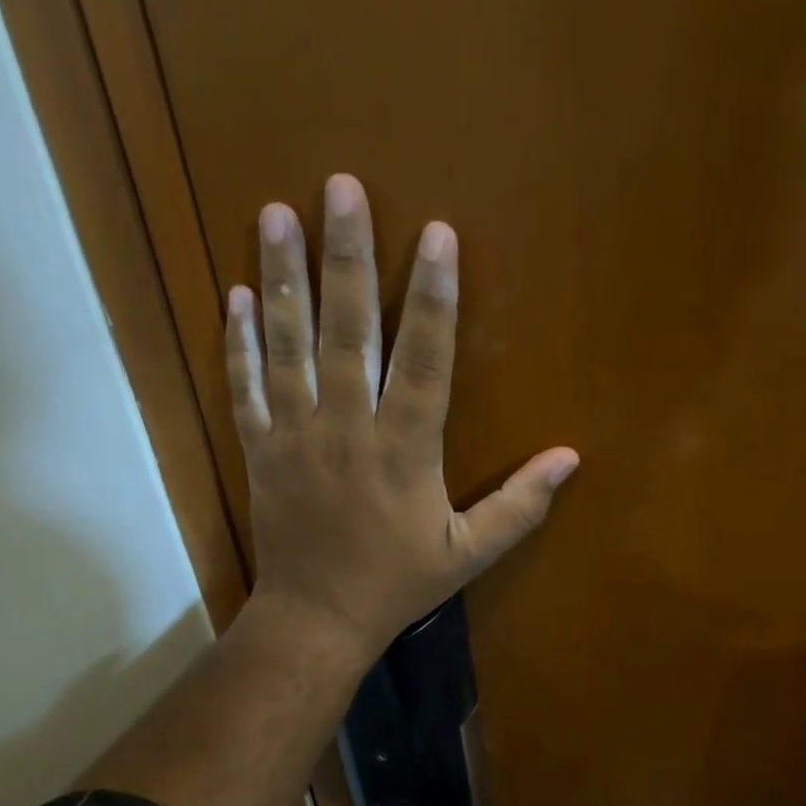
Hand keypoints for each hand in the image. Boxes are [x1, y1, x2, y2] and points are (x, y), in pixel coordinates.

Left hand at [226, 174, 578, 661]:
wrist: (316, 619)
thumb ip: (518, 506)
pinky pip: (246, 388)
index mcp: (404, 451)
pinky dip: (239, 342)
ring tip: (275, 213)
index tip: (436, 234)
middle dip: (347, 256)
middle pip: (347, 332)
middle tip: (340, 186)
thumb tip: (570, 458)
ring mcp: (295, 436)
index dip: (432, 296)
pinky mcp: (260, 450)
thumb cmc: (396, 584)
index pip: (424, 360)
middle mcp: (347, 430)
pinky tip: (235, 294)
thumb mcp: (467, 554)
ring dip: (283, 278)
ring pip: (288, 346)